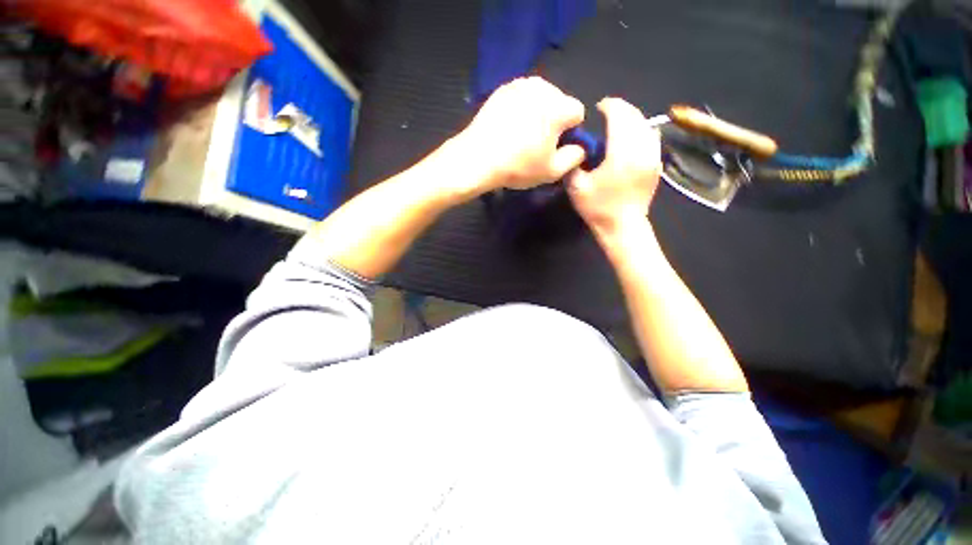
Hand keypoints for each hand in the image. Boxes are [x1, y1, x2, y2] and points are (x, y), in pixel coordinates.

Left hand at [450, 77, 585, 195]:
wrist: (478, 157)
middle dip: (554, 120)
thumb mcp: (552, 171)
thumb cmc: (518, 166)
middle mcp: (543, 87)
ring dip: (538, 113)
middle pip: (559, 102)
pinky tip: (510, 126)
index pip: (578, 112)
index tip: (555, 147)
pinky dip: (521, 108)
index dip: (570, 132)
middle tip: (537, 142)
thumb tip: (580, 147)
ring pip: (541, 97)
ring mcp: (520, 84)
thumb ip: (575, 157)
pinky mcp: (503, 88)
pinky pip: (522, 96)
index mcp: (559, 106)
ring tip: (522, 134)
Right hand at [567, 97, 660, 237]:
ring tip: (618, 122)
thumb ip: (573, 164)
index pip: (620, 117)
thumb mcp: (577, 188)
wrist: (623, 227)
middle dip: (621, 109)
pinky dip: (641, 130)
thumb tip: (575, 149)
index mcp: (622, 154)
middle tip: (607, 111)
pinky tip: (631, 137)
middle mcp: (642, 150)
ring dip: (632, 118)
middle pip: (635, 117)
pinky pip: (652, 137)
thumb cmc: (598, 209)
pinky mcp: (656, 164)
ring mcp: (653, 157)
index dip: (610, 106)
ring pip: (646, 125)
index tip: (599, 107)